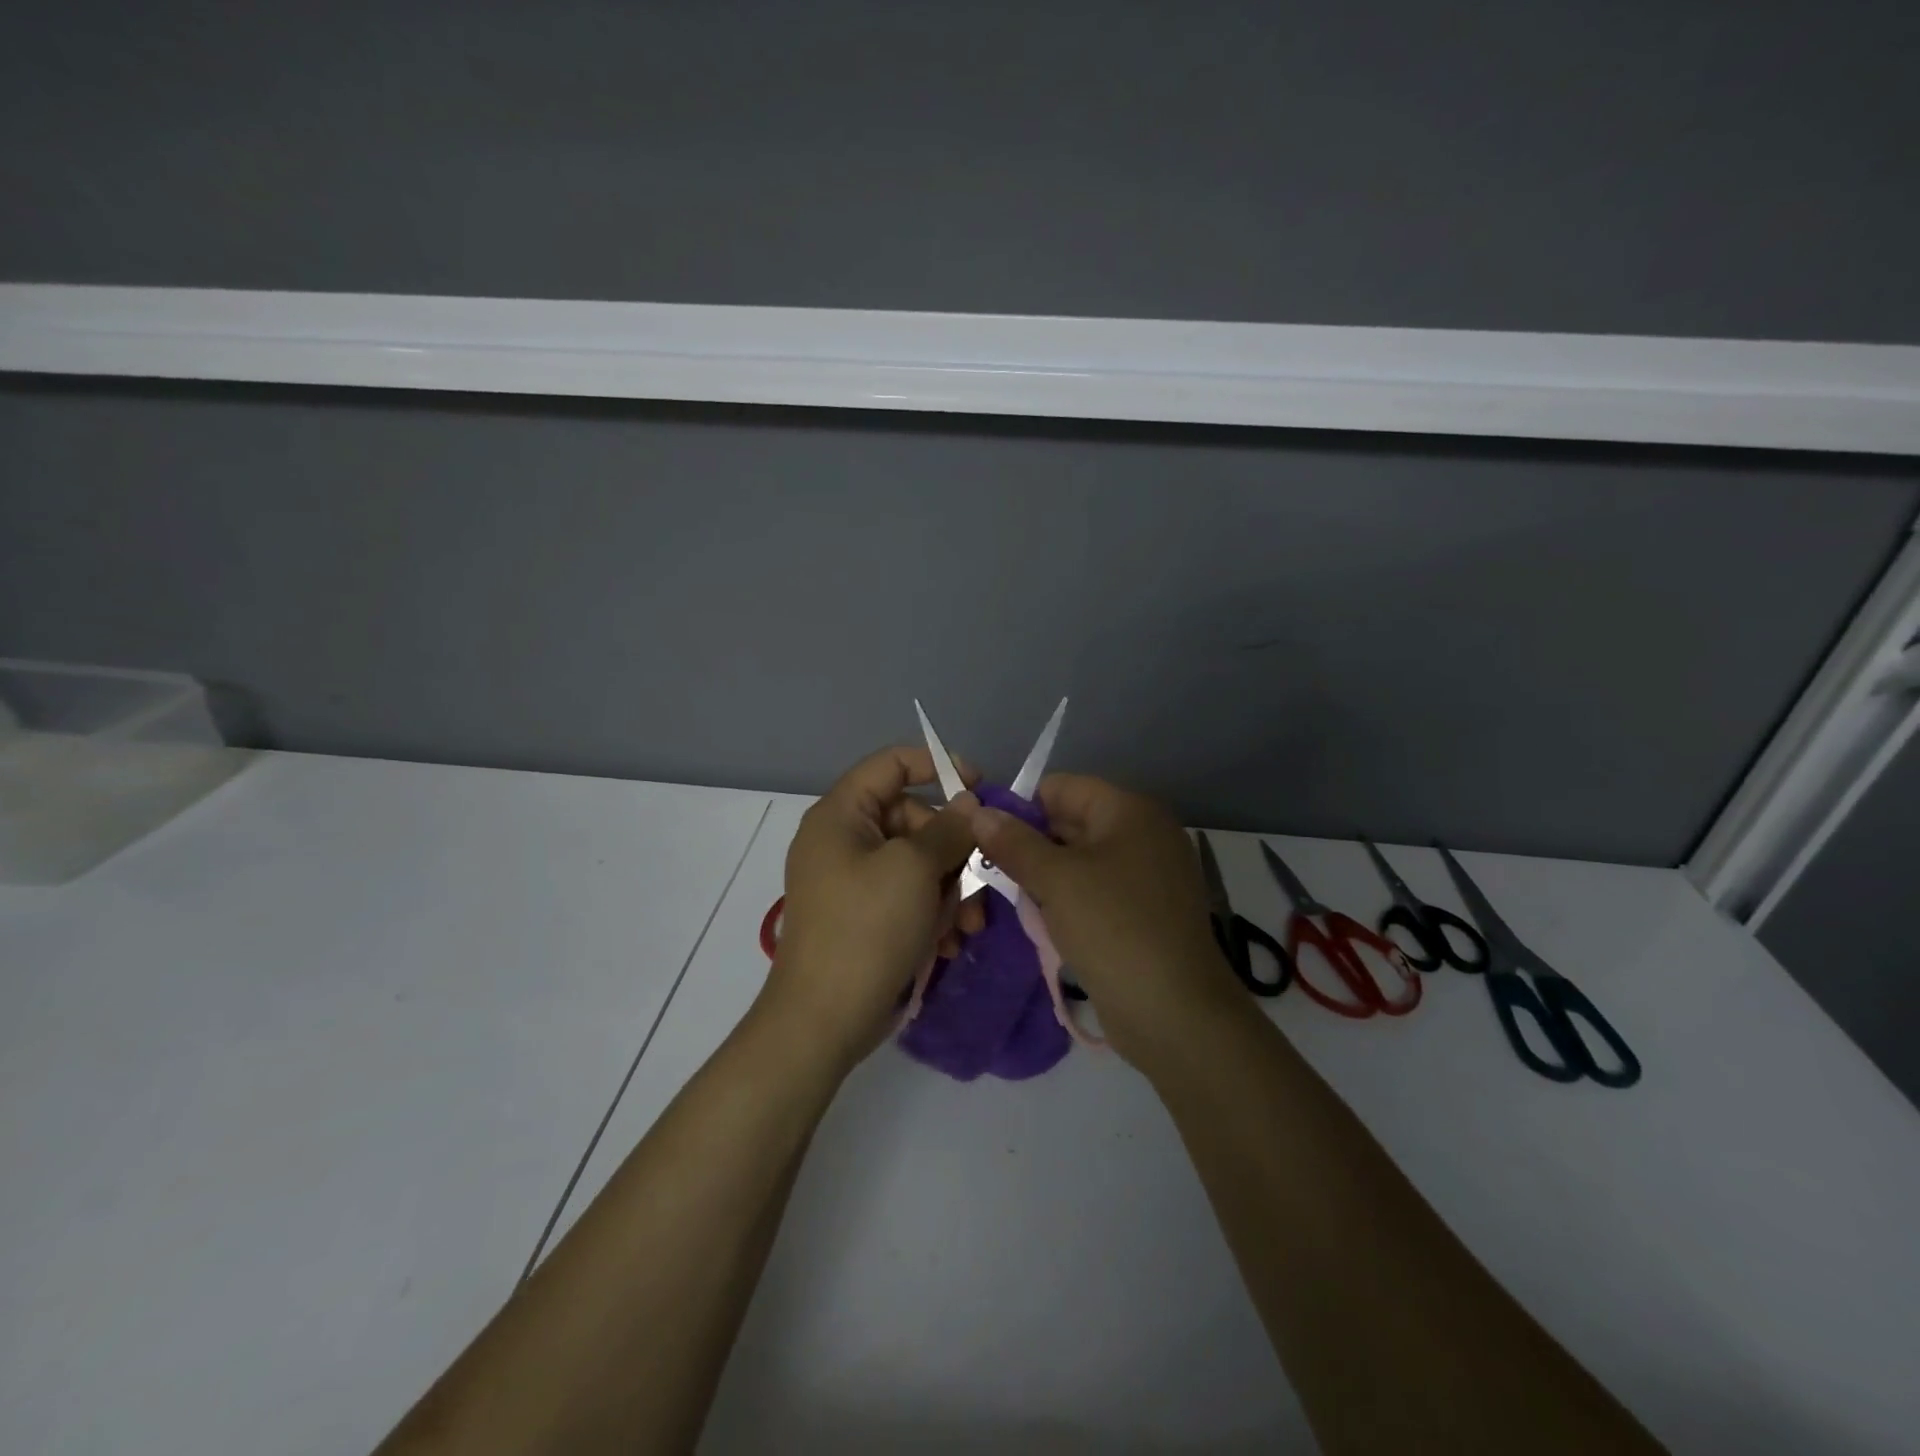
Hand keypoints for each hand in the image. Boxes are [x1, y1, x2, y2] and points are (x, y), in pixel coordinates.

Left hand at [760, 747, 984, 1070]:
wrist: (824, 1021)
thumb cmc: (867, 929)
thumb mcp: (914, 869)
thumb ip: (948, 828)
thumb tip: (971, 804)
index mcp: (841, 815)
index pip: (891, 764)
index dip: (937, 765)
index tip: (981, 788)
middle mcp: (844, 840)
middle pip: (913, 818)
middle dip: (953, 850)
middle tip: (981, 878)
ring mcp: (854, 881)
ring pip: (919, 862)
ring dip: (950, 889)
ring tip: (967, 925)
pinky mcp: (866, 916)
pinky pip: (909, 896)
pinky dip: (933, 913)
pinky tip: (949, 943)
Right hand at [967, 774, 1247, 1066]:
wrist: (1176, 1014)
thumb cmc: (1113, 929)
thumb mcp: (1056, 880)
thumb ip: (1014, 843)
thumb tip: (979, 812)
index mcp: (1130, 811)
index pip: (1061, 788)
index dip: (1019, 807)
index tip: (983, 837)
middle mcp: (1143, 834)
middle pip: (1071, 822)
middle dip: (1028, 844)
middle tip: (986, 869)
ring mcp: (1148, 875)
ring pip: (1080, 860)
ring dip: (1044, 875)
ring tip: (1007, 897)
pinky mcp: (1145, 912)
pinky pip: (1096, 890)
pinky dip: (1067, 899)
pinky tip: (1041, 920)